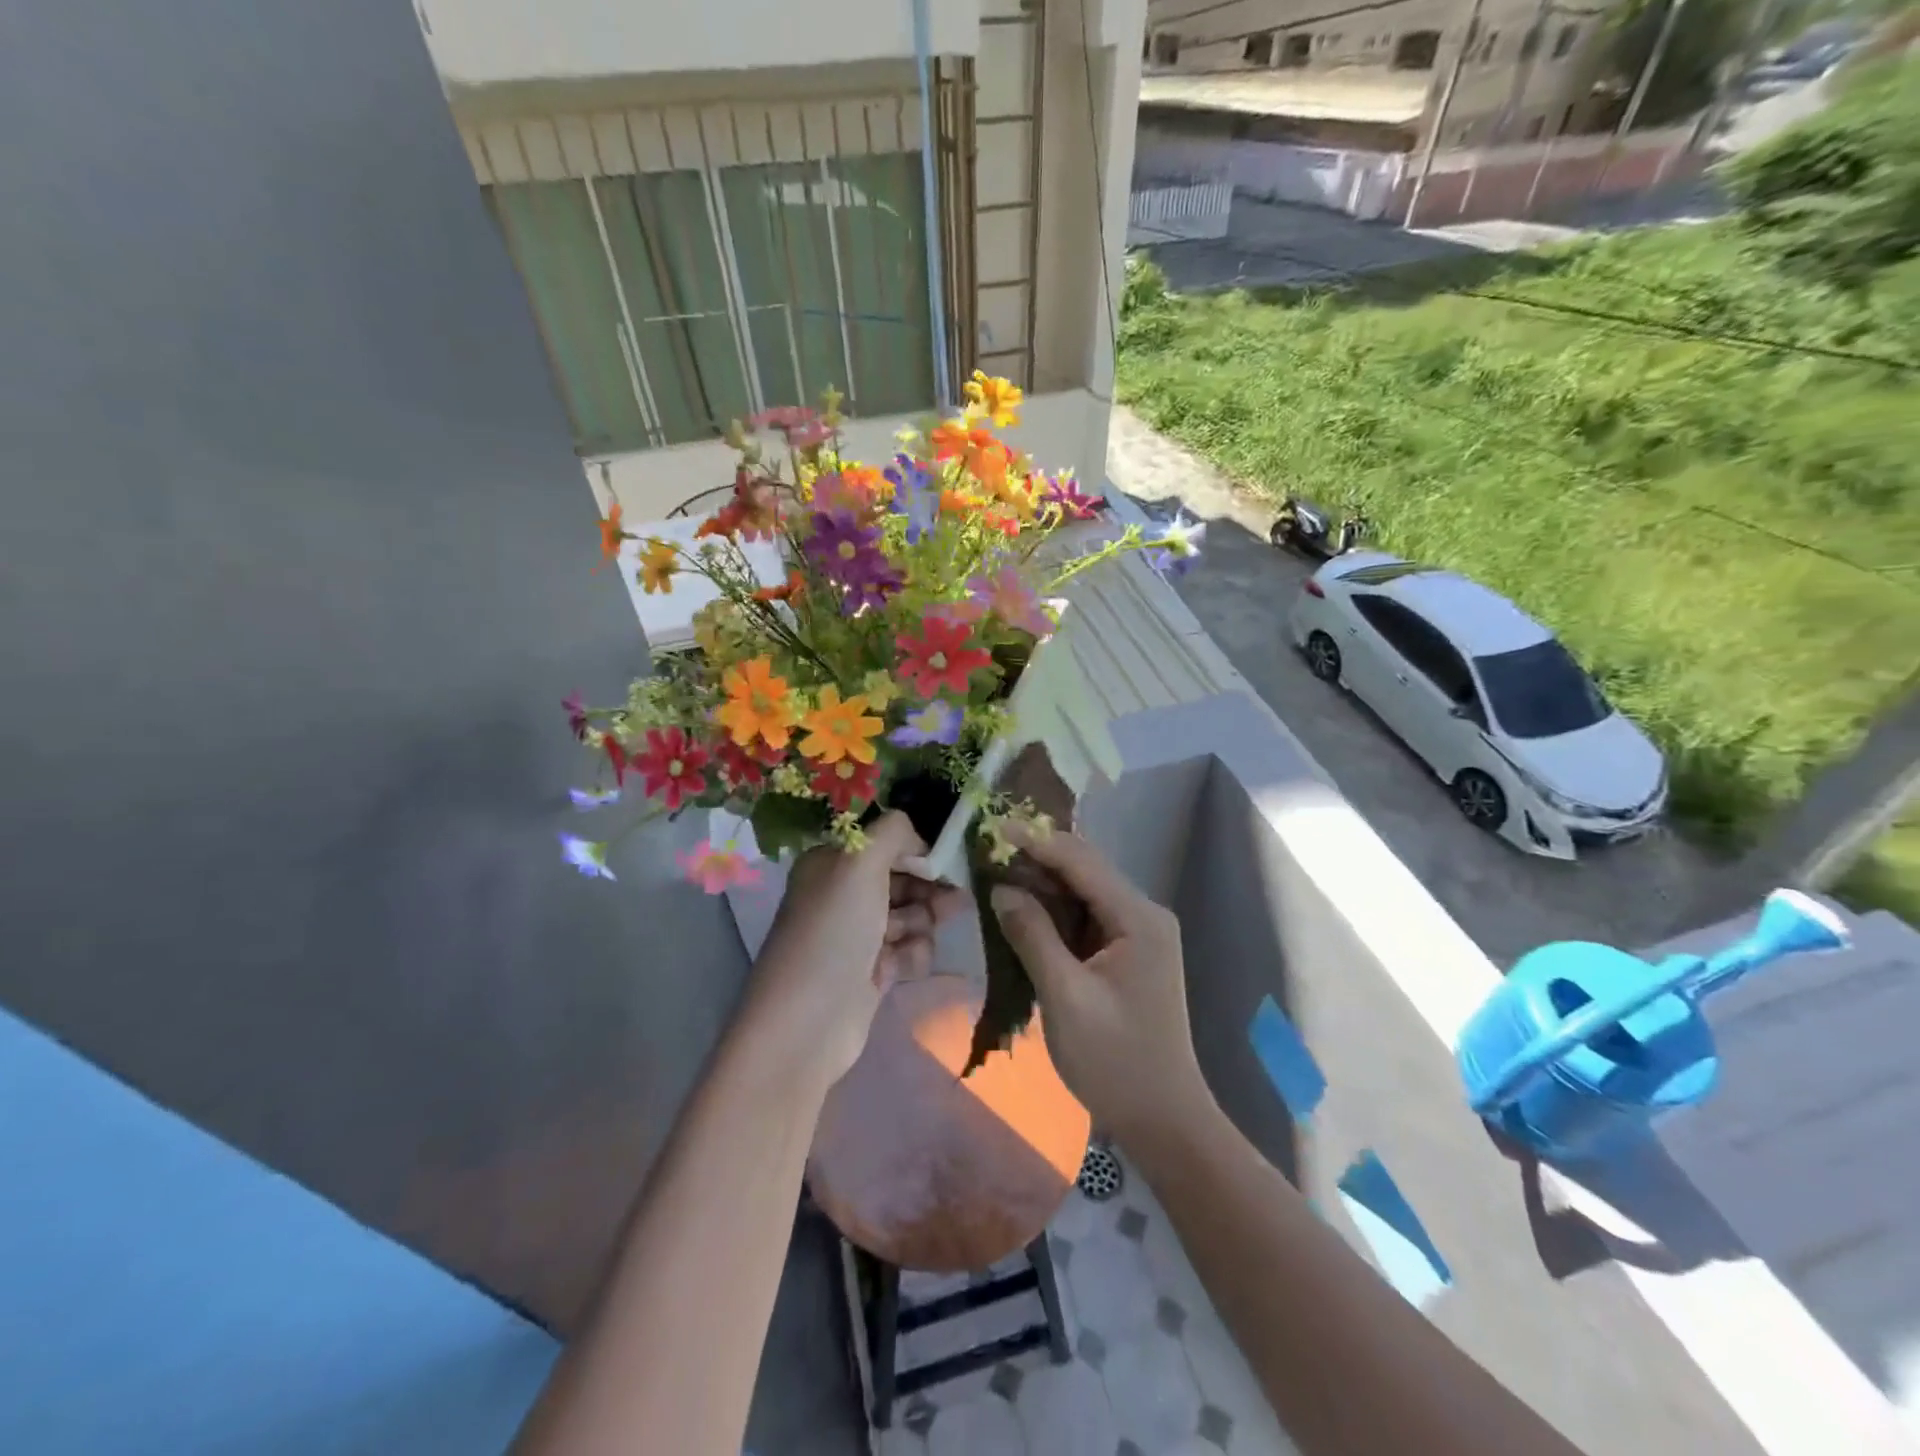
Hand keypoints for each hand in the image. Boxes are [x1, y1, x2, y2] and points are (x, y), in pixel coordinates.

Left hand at [744, 812, 969, 1089]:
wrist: (808, 1023)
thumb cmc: (833, 932)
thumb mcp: (860, 863)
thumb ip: (894, 832)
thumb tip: (919, 837)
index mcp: (832, 863)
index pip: (885, 842)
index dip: (916, 849)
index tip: (944, 860)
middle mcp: (843, 894)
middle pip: (903, 878)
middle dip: (928, 888)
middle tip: (953, 900)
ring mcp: (858, 934)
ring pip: (912, 914)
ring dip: (921, 923)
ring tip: (911, 938)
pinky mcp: (872, 970)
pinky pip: (908, 949)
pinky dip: (911, 954)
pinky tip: (901, 967)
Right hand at [988, 829, 1210, 1144]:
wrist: (1163, 1119)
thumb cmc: (1115, 1061)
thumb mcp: (1065, 997)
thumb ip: (1032, 936)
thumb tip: (1001, 888)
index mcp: (1138, 918)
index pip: (1081, 861)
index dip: (1036, 841)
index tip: (994, 827)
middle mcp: (1143, 914)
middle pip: (1084, 870)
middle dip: (1037, 858)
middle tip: (988, 849)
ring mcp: (1137, 934)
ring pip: (1082, 892)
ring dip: (1042, 883)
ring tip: (996, 871)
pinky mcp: (1126, 953)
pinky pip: (1085, 917)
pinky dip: (1053, 911)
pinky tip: (1022, 908)